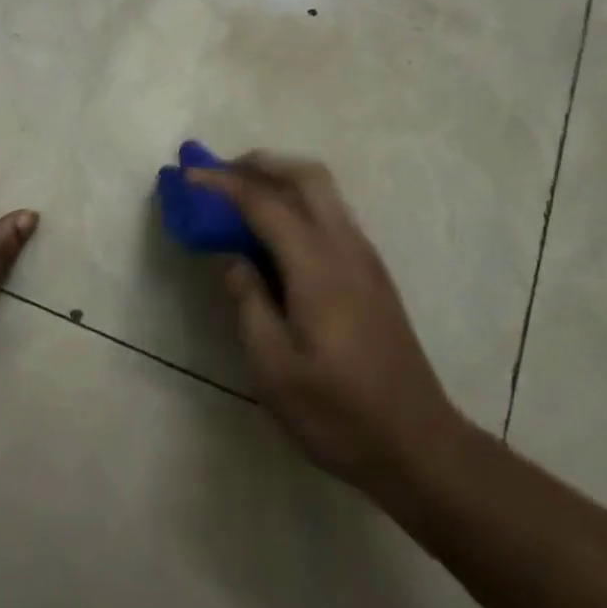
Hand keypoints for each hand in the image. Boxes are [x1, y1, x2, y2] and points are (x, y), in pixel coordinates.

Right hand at [189, 154, 463, 497]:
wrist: (418, 443)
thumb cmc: (338, 414)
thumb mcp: (274, 370)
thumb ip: (249, 304)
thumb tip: (232, 259)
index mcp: (318, 268)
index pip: (265, 204)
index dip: (224, 184)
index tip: (189, 176)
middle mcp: (346, 248)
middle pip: (307, 177)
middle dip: (261, 164)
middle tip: (220, 173)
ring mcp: (366, 259)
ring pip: (325, 192)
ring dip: (282, 179)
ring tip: (241, 195)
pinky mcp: (374, 274)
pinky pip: (333, 215)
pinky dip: (300, 203)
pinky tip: (277, 233)